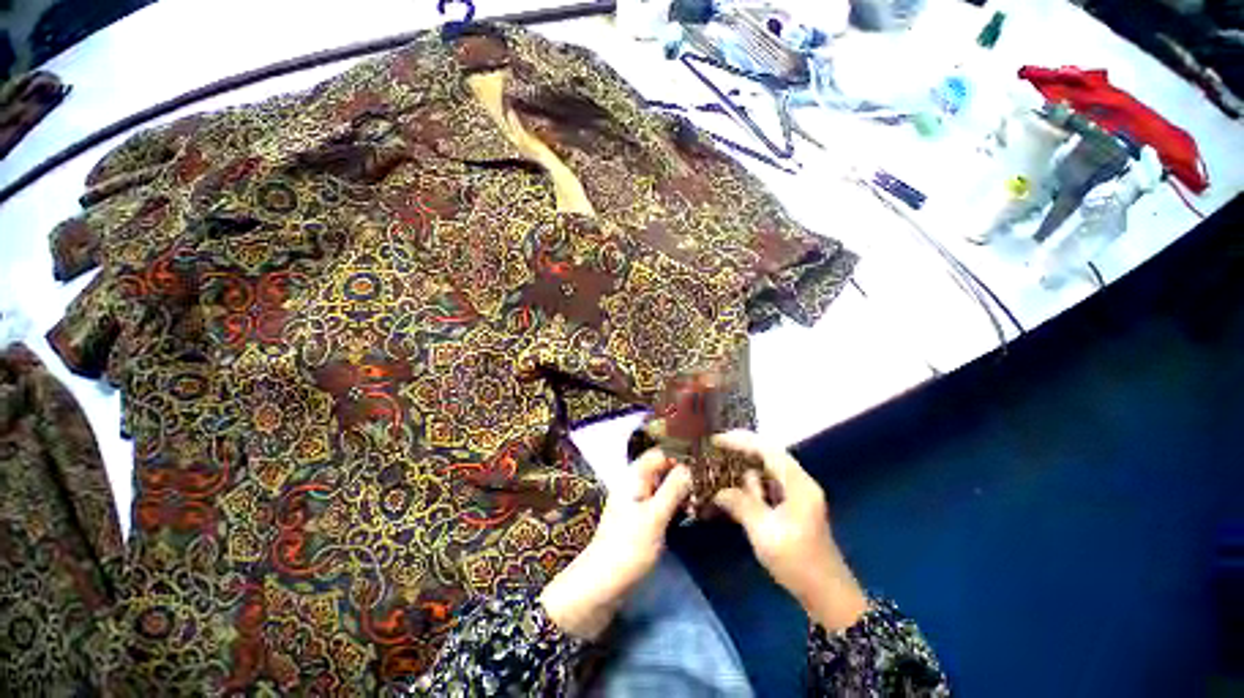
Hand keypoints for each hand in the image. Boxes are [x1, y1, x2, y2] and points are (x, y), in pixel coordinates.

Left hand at [540, 448, 691, 639]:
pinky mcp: (641, 520)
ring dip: (681, 492)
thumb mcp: (655, 516)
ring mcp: (638, 503)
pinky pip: (661, 504)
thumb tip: (690, 467)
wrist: (602, 584)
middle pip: (662, 469)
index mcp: (635, 477)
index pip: (660, 453)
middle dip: (683, 476)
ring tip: (701, 502)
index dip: (680, 457)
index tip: (702, 467)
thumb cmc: (629, 547)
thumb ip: (673, 489)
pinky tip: (689, 515)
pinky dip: (675, 506)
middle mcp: (636, 485)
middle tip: (705, 488)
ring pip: (664, 488)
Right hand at [711, 430, 867, 631]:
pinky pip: (767, 486)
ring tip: (719, 466)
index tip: (716, 440)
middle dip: (741, 450)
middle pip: (768, 455)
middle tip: (715, 450)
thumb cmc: (797, 562)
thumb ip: (741, 504)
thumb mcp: (764, 532)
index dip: (741, 441)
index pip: (768, 450)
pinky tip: (734, 489)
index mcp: (798, 484)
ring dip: (744, 467)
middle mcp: (799, 483)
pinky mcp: (792, 509)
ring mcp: (797, 496)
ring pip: (766, 471)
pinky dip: (750, 484)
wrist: (827, 596)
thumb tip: (718, 491)